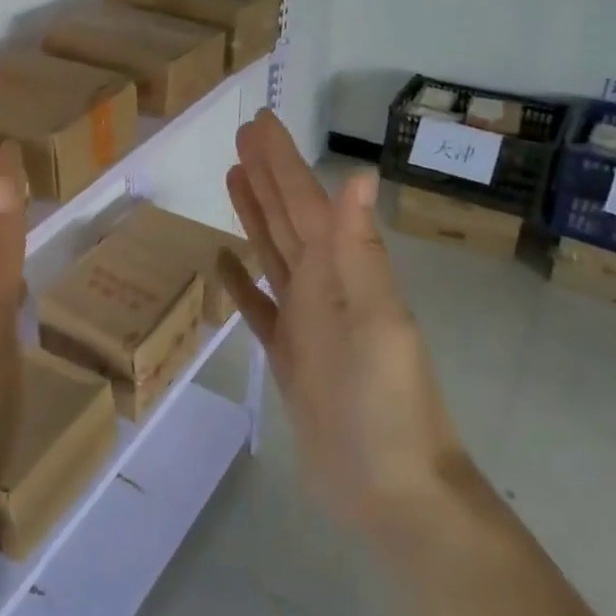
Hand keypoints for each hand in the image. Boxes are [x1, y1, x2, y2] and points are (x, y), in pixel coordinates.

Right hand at [217, 111, 463, 532]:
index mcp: (342, 272)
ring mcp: (306, 321)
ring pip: (272, 252)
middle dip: (266, 175)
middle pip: (286, 218)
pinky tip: (222, 261)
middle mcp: (323, 286)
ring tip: (232, 178)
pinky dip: (240, 281)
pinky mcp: (289, 356)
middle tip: (242, 136)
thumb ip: (360, 251)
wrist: (393, 493)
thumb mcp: (378, 322)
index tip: (260, 123)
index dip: (282, 161)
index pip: (305, 202)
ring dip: (254, 214)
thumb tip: (360, 175)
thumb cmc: (388, 406)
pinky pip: (258, 307)